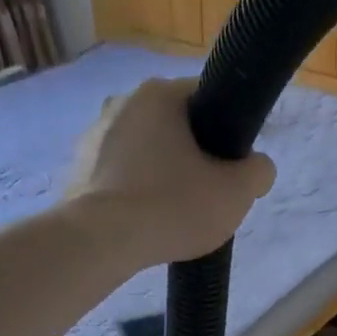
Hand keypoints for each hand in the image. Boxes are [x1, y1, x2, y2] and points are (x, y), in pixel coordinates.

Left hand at [68, 77, 275, 266]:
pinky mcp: (78, 168)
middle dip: (195, 153)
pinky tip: (147, 220)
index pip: (208, 97)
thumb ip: (259, 171)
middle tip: (210, 191)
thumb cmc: (174, 205)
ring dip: (164, 172)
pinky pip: (121, 173)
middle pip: (176, 125)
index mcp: (160, 94)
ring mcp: (93, 134)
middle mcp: (122, 102)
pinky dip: (137, 190)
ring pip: (147, 150)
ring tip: (176, 211)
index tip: (235, 163)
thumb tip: (256, 166)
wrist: (102, 241)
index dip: (230, 129)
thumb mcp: (237, 192)